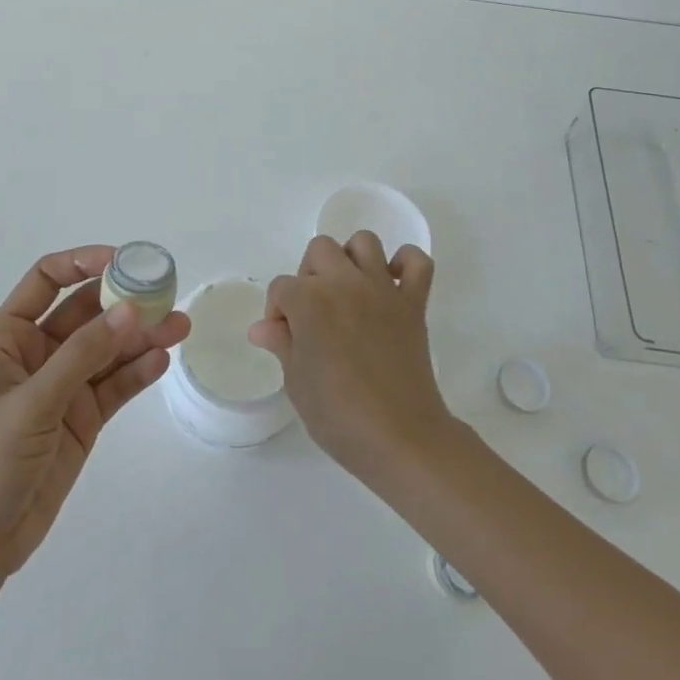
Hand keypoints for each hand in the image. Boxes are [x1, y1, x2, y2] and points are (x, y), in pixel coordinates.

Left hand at [0, 246, 189, 578]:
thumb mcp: (31, 404)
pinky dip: (137, 372)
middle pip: (87, 312)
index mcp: (10, 337)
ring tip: (179, 328)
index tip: (122, 260)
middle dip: (124, 301)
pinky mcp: (83, 418)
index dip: (82, 262)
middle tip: (166, 295)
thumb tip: (129, 310)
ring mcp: (63, 386)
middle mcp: (39, 353)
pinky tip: (161, 361)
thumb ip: (82, 356)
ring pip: (108, 349)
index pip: (47, 280)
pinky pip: (115, 385)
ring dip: (141, 336)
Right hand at [249, 232, 453, 480]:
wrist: (400, 437)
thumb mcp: (297, 382)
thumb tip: (262, 327)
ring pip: (364, 242)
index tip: (284, 339)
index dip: (277, 312)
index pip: (281, 287)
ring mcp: (382, 288)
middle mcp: (344, 282)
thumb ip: (281, 343)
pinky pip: (417, 262)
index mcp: (309, 300)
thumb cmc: (338, 415)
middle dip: (310, 275)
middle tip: (313, 312)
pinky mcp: (413, 301)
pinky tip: (393, 284)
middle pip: (320, 249)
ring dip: (352, 259)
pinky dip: (406, 264)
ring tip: (349, 291)